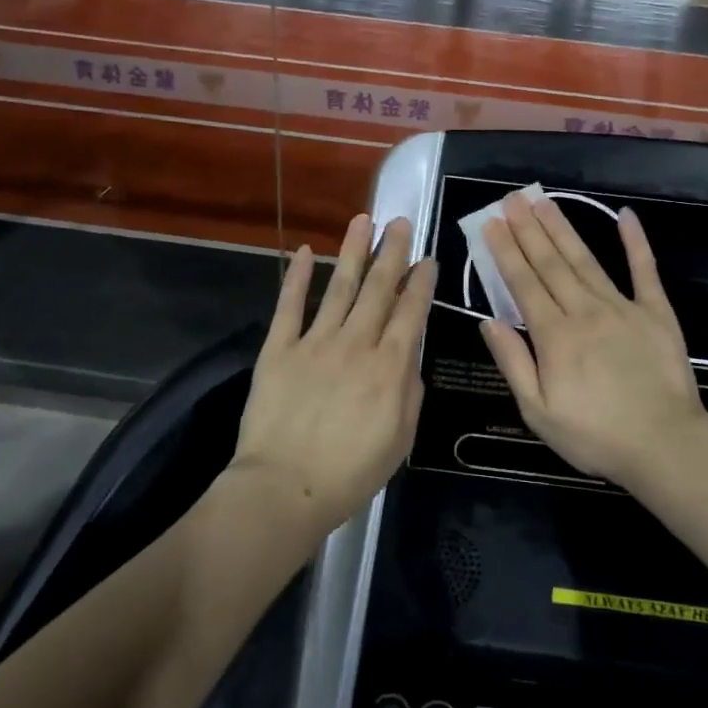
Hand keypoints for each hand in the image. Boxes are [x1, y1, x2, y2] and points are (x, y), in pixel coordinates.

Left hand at [232, 214, 435, 536]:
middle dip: (391, 252)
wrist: (285, 487)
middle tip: (399, 222)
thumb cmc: (351, 472)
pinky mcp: (280, 348)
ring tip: (362, 220)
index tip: (427, 258)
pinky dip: (295, 277)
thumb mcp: (401, 439)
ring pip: (338, 286)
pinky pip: (290, 305)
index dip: (420, 281)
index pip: (410, 311)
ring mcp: (316, 342)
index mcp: (390, 366)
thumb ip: (410, 391)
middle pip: (378, 288)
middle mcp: (357, 343)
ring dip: (352, 251)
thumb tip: (409, 358)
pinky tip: (303, 250)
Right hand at [479, 194, 707, 492]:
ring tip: (544, 201)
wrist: (665, 445)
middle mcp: (584, 311)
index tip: (492, 223)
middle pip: (550, 263)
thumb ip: (513, 362)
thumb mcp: (538, 412)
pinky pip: (644, 270)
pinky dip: (635, 242)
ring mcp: (623, 307)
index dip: (506, 251)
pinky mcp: (655, 312)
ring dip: (562, 228)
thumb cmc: (595, 435)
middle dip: (528, 229)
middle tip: (512, 198)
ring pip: (585, 260)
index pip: (523, 284)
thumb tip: (488, 320)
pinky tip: (625, 215)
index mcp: (554, 336)